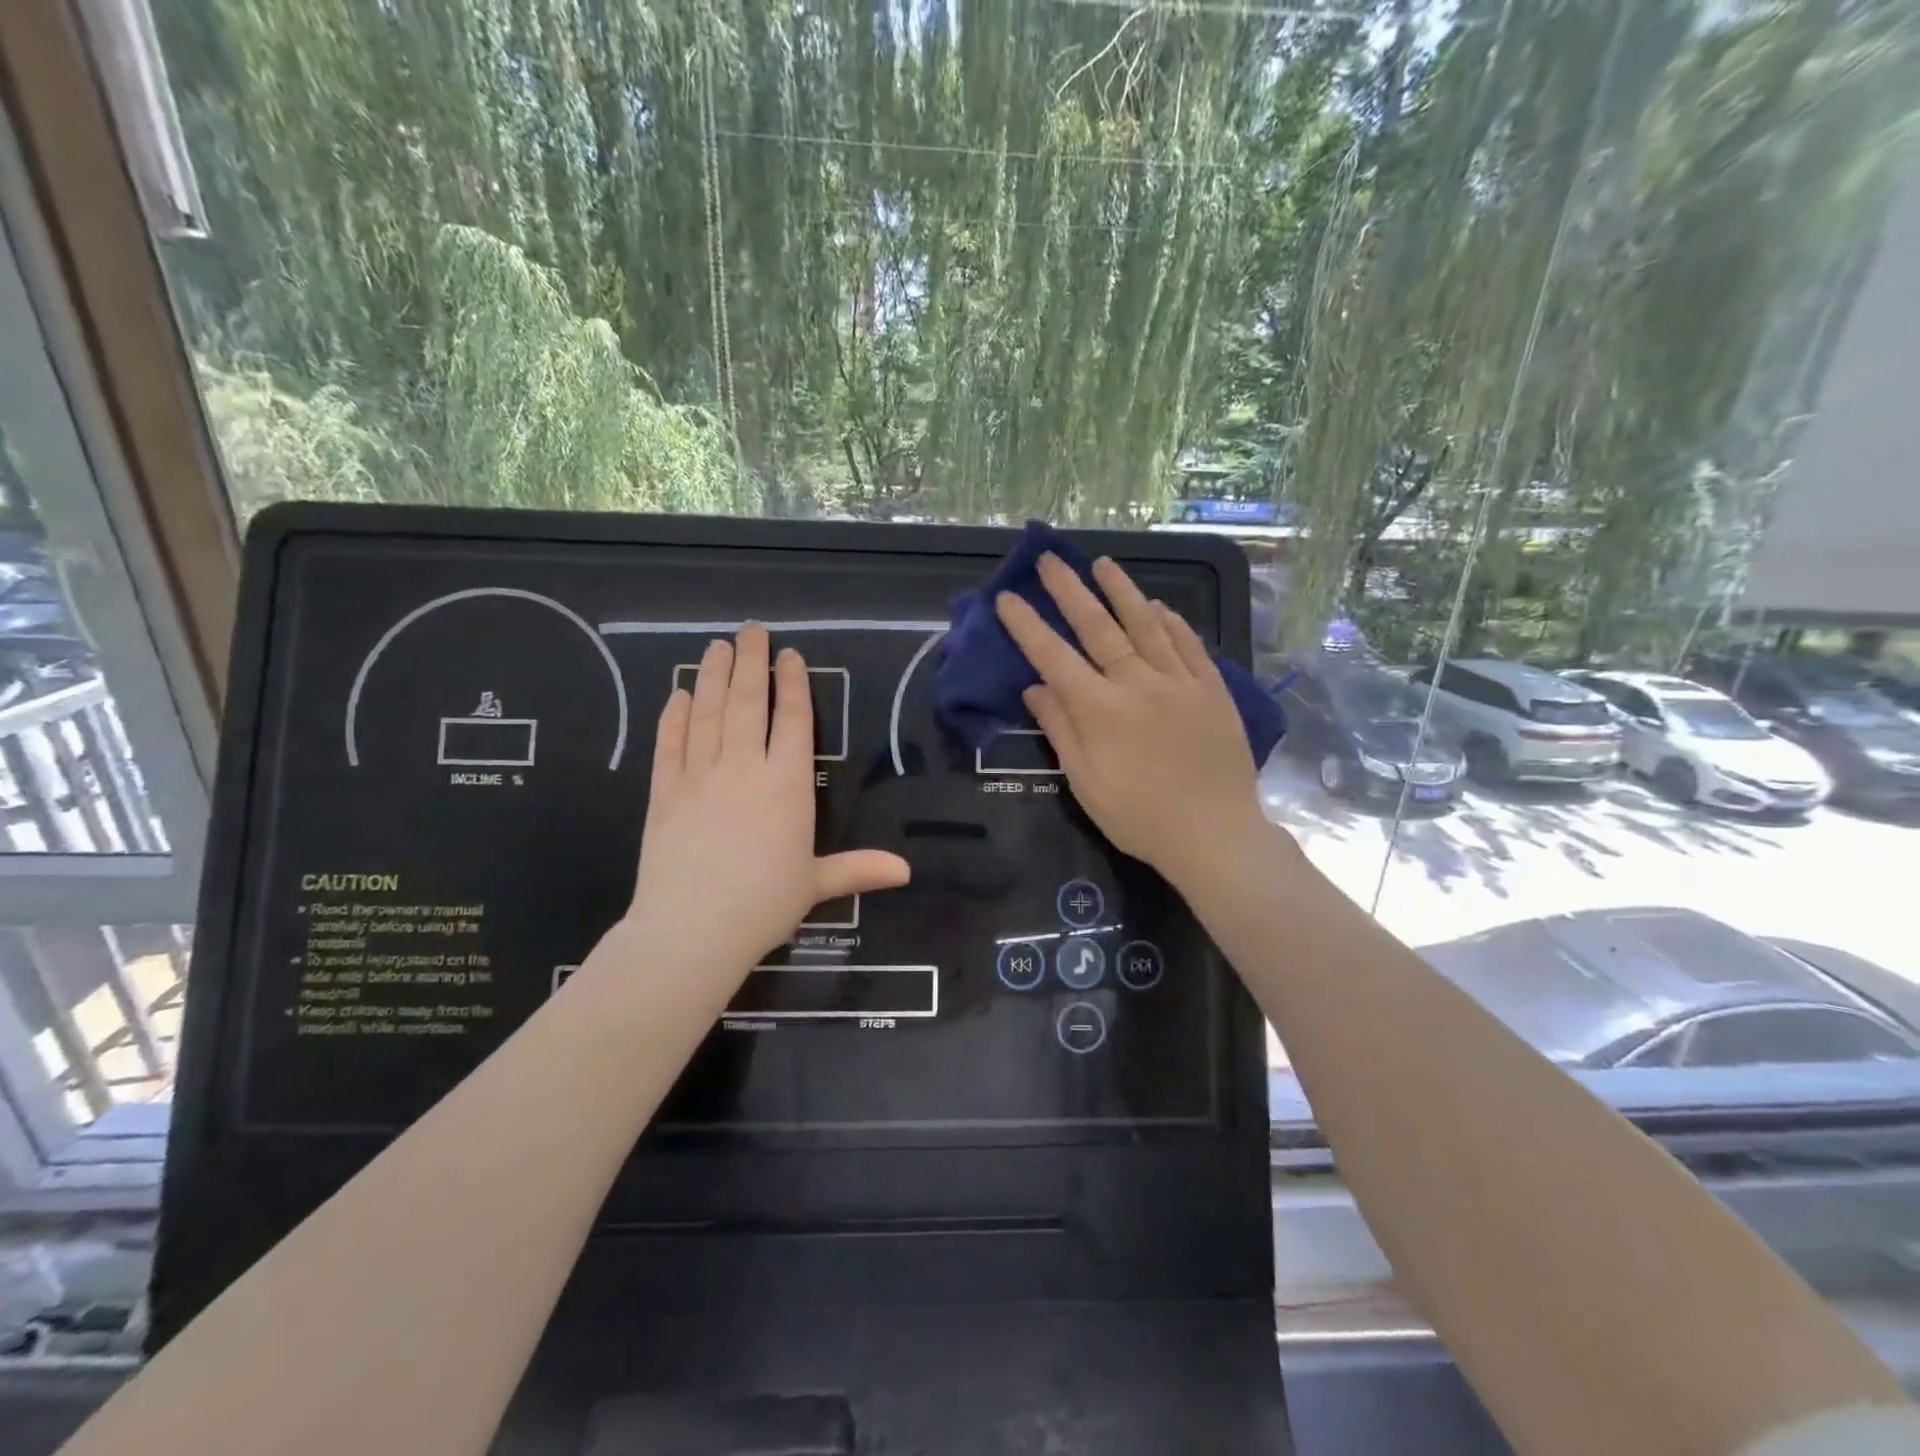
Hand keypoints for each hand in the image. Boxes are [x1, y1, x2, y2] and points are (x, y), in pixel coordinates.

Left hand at [628, 625, 910, 975]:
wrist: (693, 928)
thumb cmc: (764, 904)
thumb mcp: (816, 883)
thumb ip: (859, 868)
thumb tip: (908, 870)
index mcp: (787, 783)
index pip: (793, 719)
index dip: (792, 683)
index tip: (788, 656)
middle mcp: (744, 767)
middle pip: (748, 702)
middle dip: (750, 662)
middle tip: (750, 630)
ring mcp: (699, 775)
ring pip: (707, 712)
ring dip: (712, 675)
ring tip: (716, 647)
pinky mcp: (664, 791)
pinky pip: (670, 743)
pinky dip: (674, 716)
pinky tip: (678, 694)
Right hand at [996, 554, 1268, 887]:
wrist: (1214, 835)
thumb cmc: (1140, 817)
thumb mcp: (1086, 783)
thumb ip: (1061, 730)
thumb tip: (1035, 688)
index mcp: (1101, 710)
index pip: (1054, 657)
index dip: (1028, 626)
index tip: (1009, 598)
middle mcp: (1138, 684)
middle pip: (1099, 628)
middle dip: (1070, 592)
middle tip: (1051, 561)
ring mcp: (1180, 682)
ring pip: (1147, 625)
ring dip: (1122, 592)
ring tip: (1103, 564)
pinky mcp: (1212, 690)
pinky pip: (1190, 645)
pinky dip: (1172, 622)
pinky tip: (1160, 606)